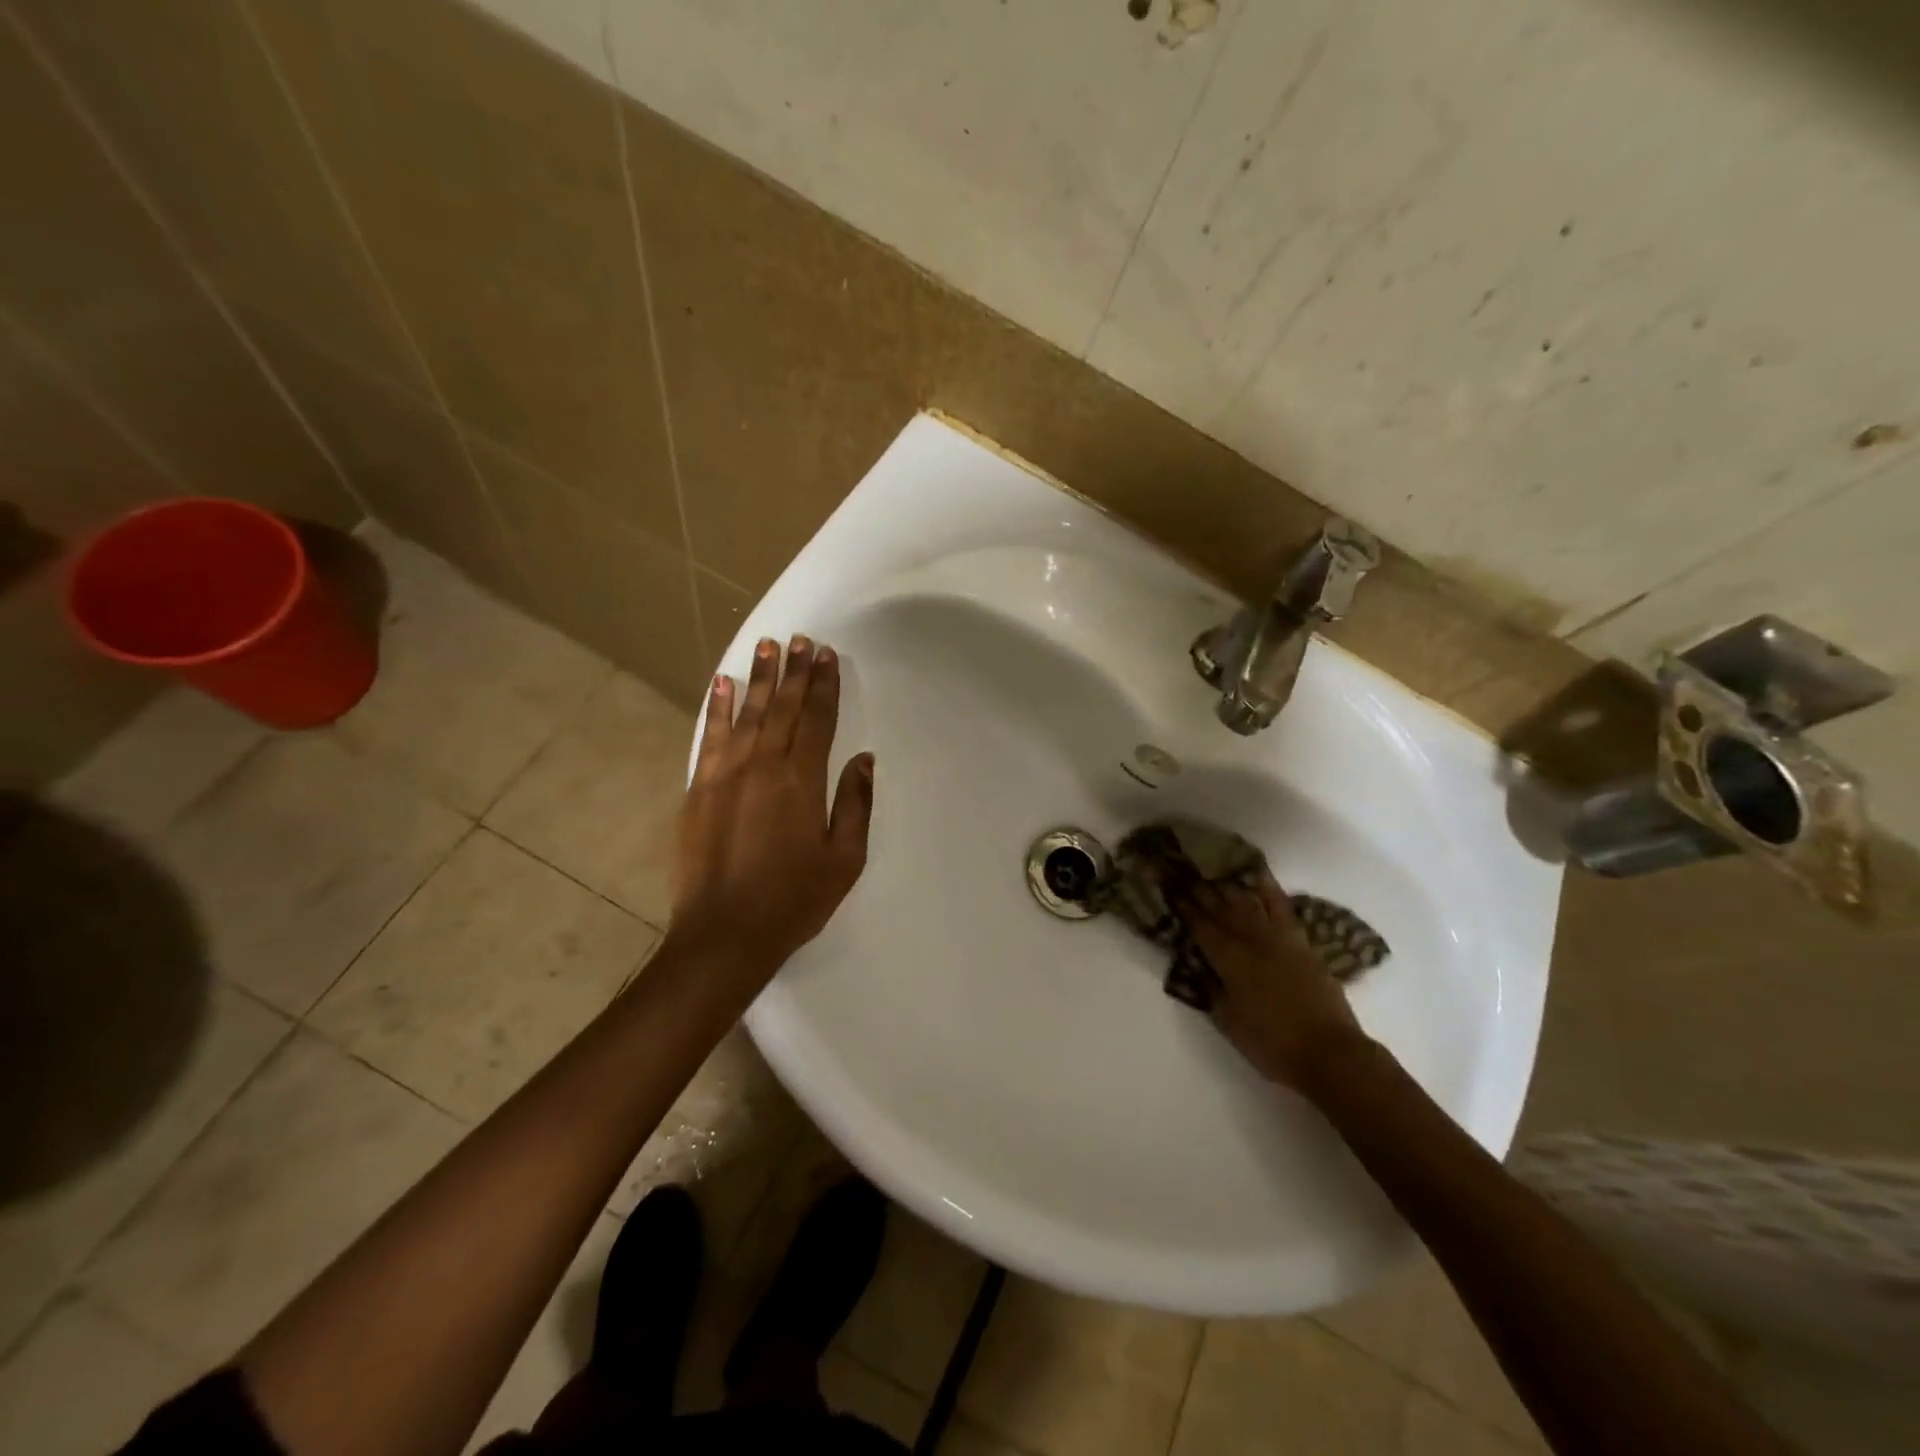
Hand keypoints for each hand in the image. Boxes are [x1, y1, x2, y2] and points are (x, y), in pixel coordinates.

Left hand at [670, 634, 873, 976]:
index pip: (818, 719)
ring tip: (766, 646)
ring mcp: (725, 773)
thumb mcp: (844, 859)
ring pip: (747, 713)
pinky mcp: (699, 787)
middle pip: (784, 707)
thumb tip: (863, 758)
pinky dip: (717, 706)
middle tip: (800, 640)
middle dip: (795, 671)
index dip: (825, 685)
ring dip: (759, 678)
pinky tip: (722, 683)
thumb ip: (855, 804)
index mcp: (802, 781)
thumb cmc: (794, 899)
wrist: (724, 933)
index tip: (827, 655)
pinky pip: (710, 735)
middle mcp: (763, 765)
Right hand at [1178, 869, 1368, 1090]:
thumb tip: (1200, 965)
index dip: (1181, 903)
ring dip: (1227, 883)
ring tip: (1210, 867)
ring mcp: (1278, 937)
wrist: (1330, 1052)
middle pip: (1220, 906)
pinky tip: (1257, 873)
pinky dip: (1268, 887)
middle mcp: (1251, 939)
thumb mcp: (1228, 1021)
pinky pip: (1281, 906)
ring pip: (1247, 901)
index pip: (1199, 924)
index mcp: (1229, 959)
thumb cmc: (1272, 1044)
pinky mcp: (1300, 941)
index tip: (1167, 883)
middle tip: (1181, 868)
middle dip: (1198, 887)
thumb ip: (1210, 988)